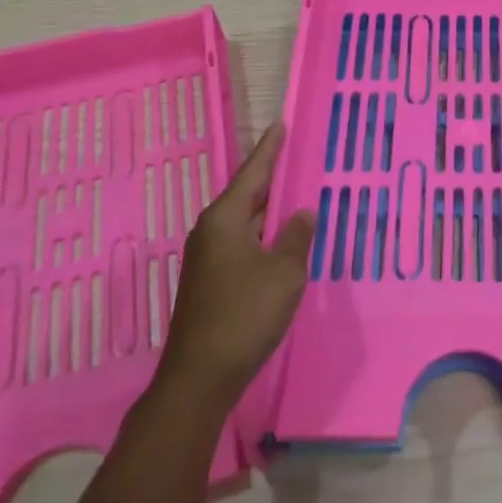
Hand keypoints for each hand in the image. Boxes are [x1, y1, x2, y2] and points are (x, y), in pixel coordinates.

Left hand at [156, 124, 314, 412]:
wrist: (199, 377)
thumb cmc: (244, 315)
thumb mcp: (284, 274)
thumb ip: (296, 238)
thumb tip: (302, 214)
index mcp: (226, 219)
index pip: (254, 172)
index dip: (270, 149)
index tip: (281, 124)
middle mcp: (211, 230)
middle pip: (246, 194)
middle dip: (271, 178)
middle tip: (296, 157)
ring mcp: (206, 257)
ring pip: (244, 221)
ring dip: (268, 210)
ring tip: (295, 195)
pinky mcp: (209, 281)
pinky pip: (240, 242)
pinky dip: (262, 234)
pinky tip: (279, 241)